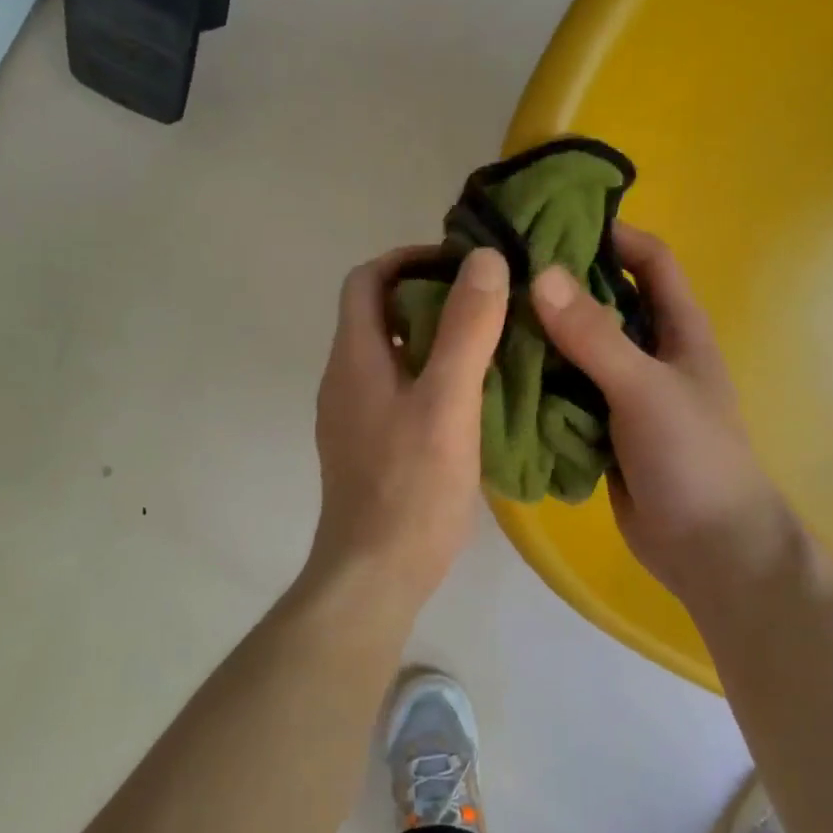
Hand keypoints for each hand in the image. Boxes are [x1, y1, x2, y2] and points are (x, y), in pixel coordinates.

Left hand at [307, 245, 509, 611]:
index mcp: (355, 358)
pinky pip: (397, 390)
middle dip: (428, 296)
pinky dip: (430, 376)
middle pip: (378, 314)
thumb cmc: (411, 486)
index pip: (367, 280)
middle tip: (487, 302)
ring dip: (433, 338)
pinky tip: (470, 396)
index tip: (461, 264)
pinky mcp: (368, 446)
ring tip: (488, 342)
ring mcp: (353, 416)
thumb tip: (484, 260)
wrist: (375, 573)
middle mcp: (344, 379)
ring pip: (391, 355)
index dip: (409, 259)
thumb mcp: (447, 402)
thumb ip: (466, 330)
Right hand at [530, 225, 800, 606]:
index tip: (557, 221)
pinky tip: (496, 375)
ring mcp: (624, 395)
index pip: (652, 262)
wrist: (707, 549)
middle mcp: (651, 354)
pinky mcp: (601, 430)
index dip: (614, 235)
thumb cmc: (692, 458)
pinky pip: (564, 394)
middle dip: (561, 285)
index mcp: (679, 331)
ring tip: (487, 318)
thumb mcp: (645, 389)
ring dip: (541, 337)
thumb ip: (595, 337)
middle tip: (502, 271)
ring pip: (577, 351)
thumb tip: (540, 275)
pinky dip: (537, 383)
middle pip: (604, 303)